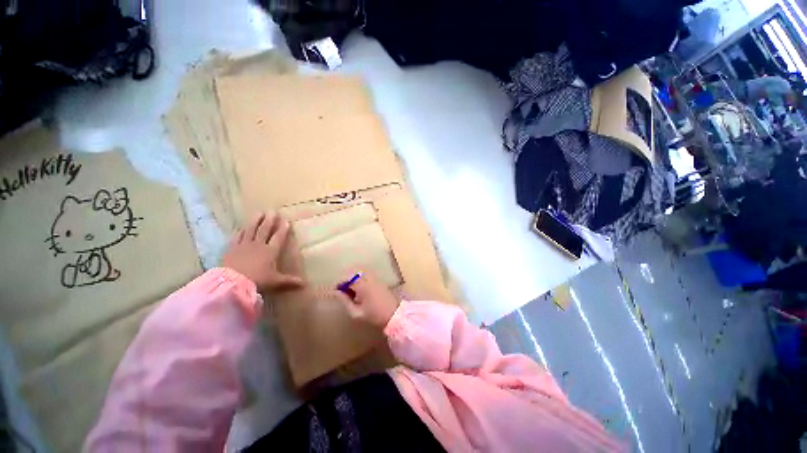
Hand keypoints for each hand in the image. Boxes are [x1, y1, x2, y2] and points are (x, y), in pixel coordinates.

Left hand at [222, 212, 303, 292]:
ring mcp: (244, 245)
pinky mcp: (232, 248)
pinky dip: (241, 231)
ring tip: (259, 212)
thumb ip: (289, 281)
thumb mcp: (275, 281)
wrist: (233, 283)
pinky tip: (242, 227)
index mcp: (270, 252)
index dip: (283, 229)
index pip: (278, 237)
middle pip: (265, 230)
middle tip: (272, 211)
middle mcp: (258, 245)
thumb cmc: (257, 281)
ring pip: (251, 230)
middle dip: (270, 220)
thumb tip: (305, 284)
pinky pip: (238, 237)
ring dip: (255, 221)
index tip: (286, 221)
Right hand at [334, 272, 399, 328]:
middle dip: (346, 278)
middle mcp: (369, 278)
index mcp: (363, 286)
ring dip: (353, 277)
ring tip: (350, 289)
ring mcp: (375, 278)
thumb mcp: (356, 312)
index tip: (335, 290)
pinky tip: (359, 289)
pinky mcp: (379, 280)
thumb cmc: (374, 315)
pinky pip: (367, 274)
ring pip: (361, 271)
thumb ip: (345, 301)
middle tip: (342, 289)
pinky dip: (360, 278)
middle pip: (354, 272)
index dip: (339, 282)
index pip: (348, 278)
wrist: (394, 314)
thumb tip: (336, 293)